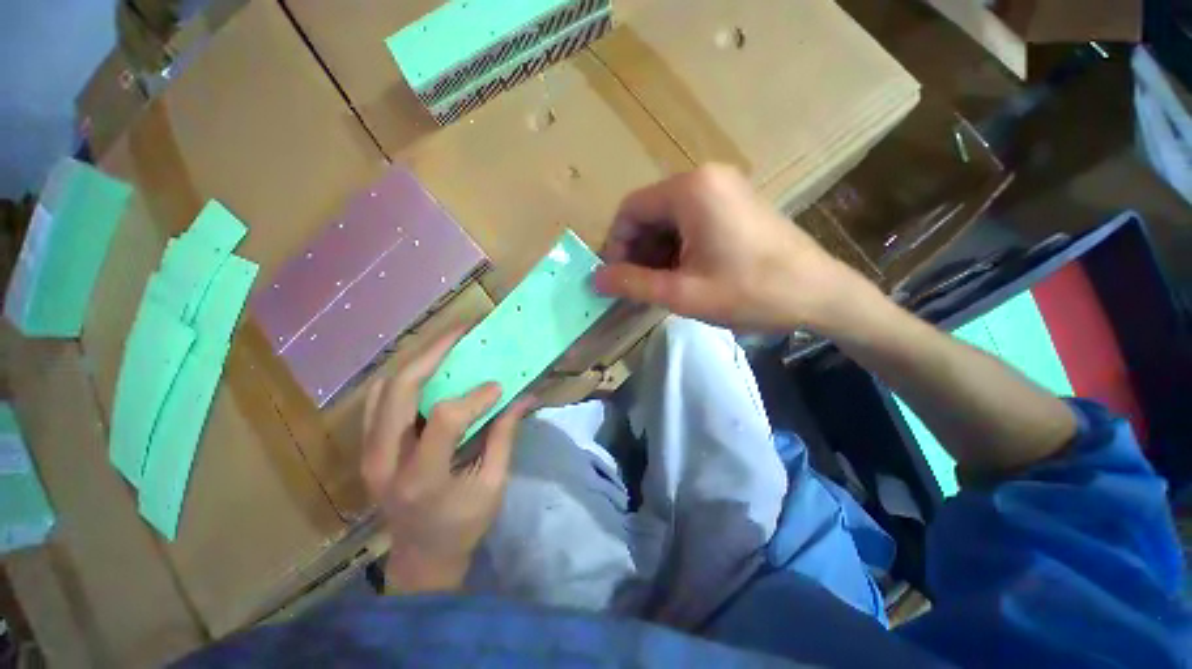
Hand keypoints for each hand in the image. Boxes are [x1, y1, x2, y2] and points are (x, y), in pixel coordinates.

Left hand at [360, 329, 533, 593]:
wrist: (420, 557)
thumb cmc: (463, 525)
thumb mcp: (493, 484)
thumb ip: (504, 436)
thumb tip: (524, 396)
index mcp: (422, 477)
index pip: (444, 418)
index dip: (475, 397)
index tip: (499, 386)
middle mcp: (385, 461)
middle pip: (399, 390)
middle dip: (433, 353)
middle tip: (462, 331)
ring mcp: (368, 454)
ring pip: (383, 389)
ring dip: (416, 360)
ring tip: (446, 342)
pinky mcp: (367, 450)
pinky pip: (377, 400)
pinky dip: (402, 376)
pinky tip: (425, 368)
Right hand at [592, 164, 879, 332]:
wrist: (819, 295)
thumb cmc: (749, 292)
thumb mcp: (682, 293)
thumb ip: (633, 283)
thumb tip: (596, 279)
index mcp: (690, 190)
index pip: (630, 210)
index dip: (616, 245)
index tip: (616, 278)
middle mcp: (705, 178)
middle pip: (649, 212)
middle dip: (637, 251)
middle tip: (638, 286)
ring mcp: (724, 188)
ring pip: (669, 219)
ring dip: (656, 252)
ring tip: (660, 285)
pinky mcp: (735, 204)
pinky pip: (691, 221)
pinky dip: (677, 248)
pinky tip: (683, 274)